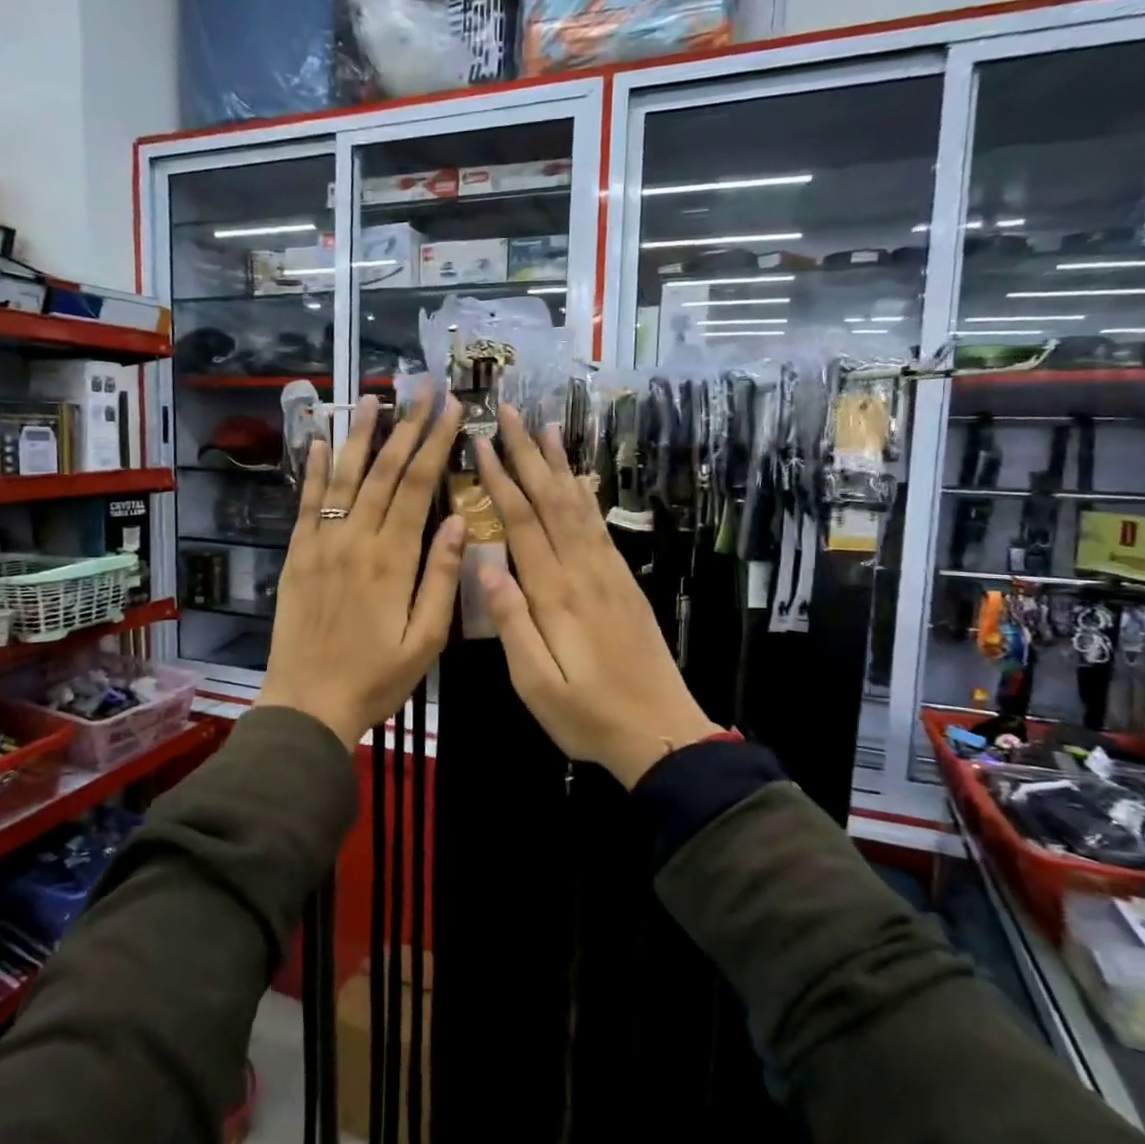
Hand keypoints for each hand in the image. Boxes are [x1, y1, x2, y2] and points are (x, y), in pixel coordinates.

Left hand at [258, 393, 465, 749]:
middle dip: (408, 426)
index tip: (451, 408)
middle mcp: (356, 538)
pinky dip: (312, 469)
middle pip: (386, 471)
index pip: (420, 486)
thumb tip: (460, 521)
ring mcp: (321, 542)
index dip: (437, 443)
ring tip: (374, 399)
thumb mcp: (426, 639)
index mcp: (393, 558)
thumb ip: (443, 578)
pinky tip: (318, 441)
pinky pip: (305, 501)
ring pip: (344, 476)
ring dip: (361, 435)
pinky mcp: (297, 553)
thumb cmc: (376, 678)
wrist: (307, 703)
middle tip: (423, 389)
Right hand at [474, 406, 718, 787]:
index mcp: (556, 594)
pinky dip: (586, 495)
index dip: (501, 480)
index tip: (483, 442)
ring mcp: (609, 574)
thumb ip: (511, 623)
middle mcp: (584, 571)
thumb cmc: (588, 715)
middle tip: (510, 412)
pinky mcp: (624, 582)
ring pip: (579, 506)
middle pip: (551, 501)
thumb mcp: (535, 683)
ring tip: (546, 427)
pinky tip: (580, 479)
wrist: (661, 731)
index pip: (522, 523)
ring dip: (559, 464)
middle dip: (529, 454)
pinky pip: (600, 527)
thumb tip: (485, 565)